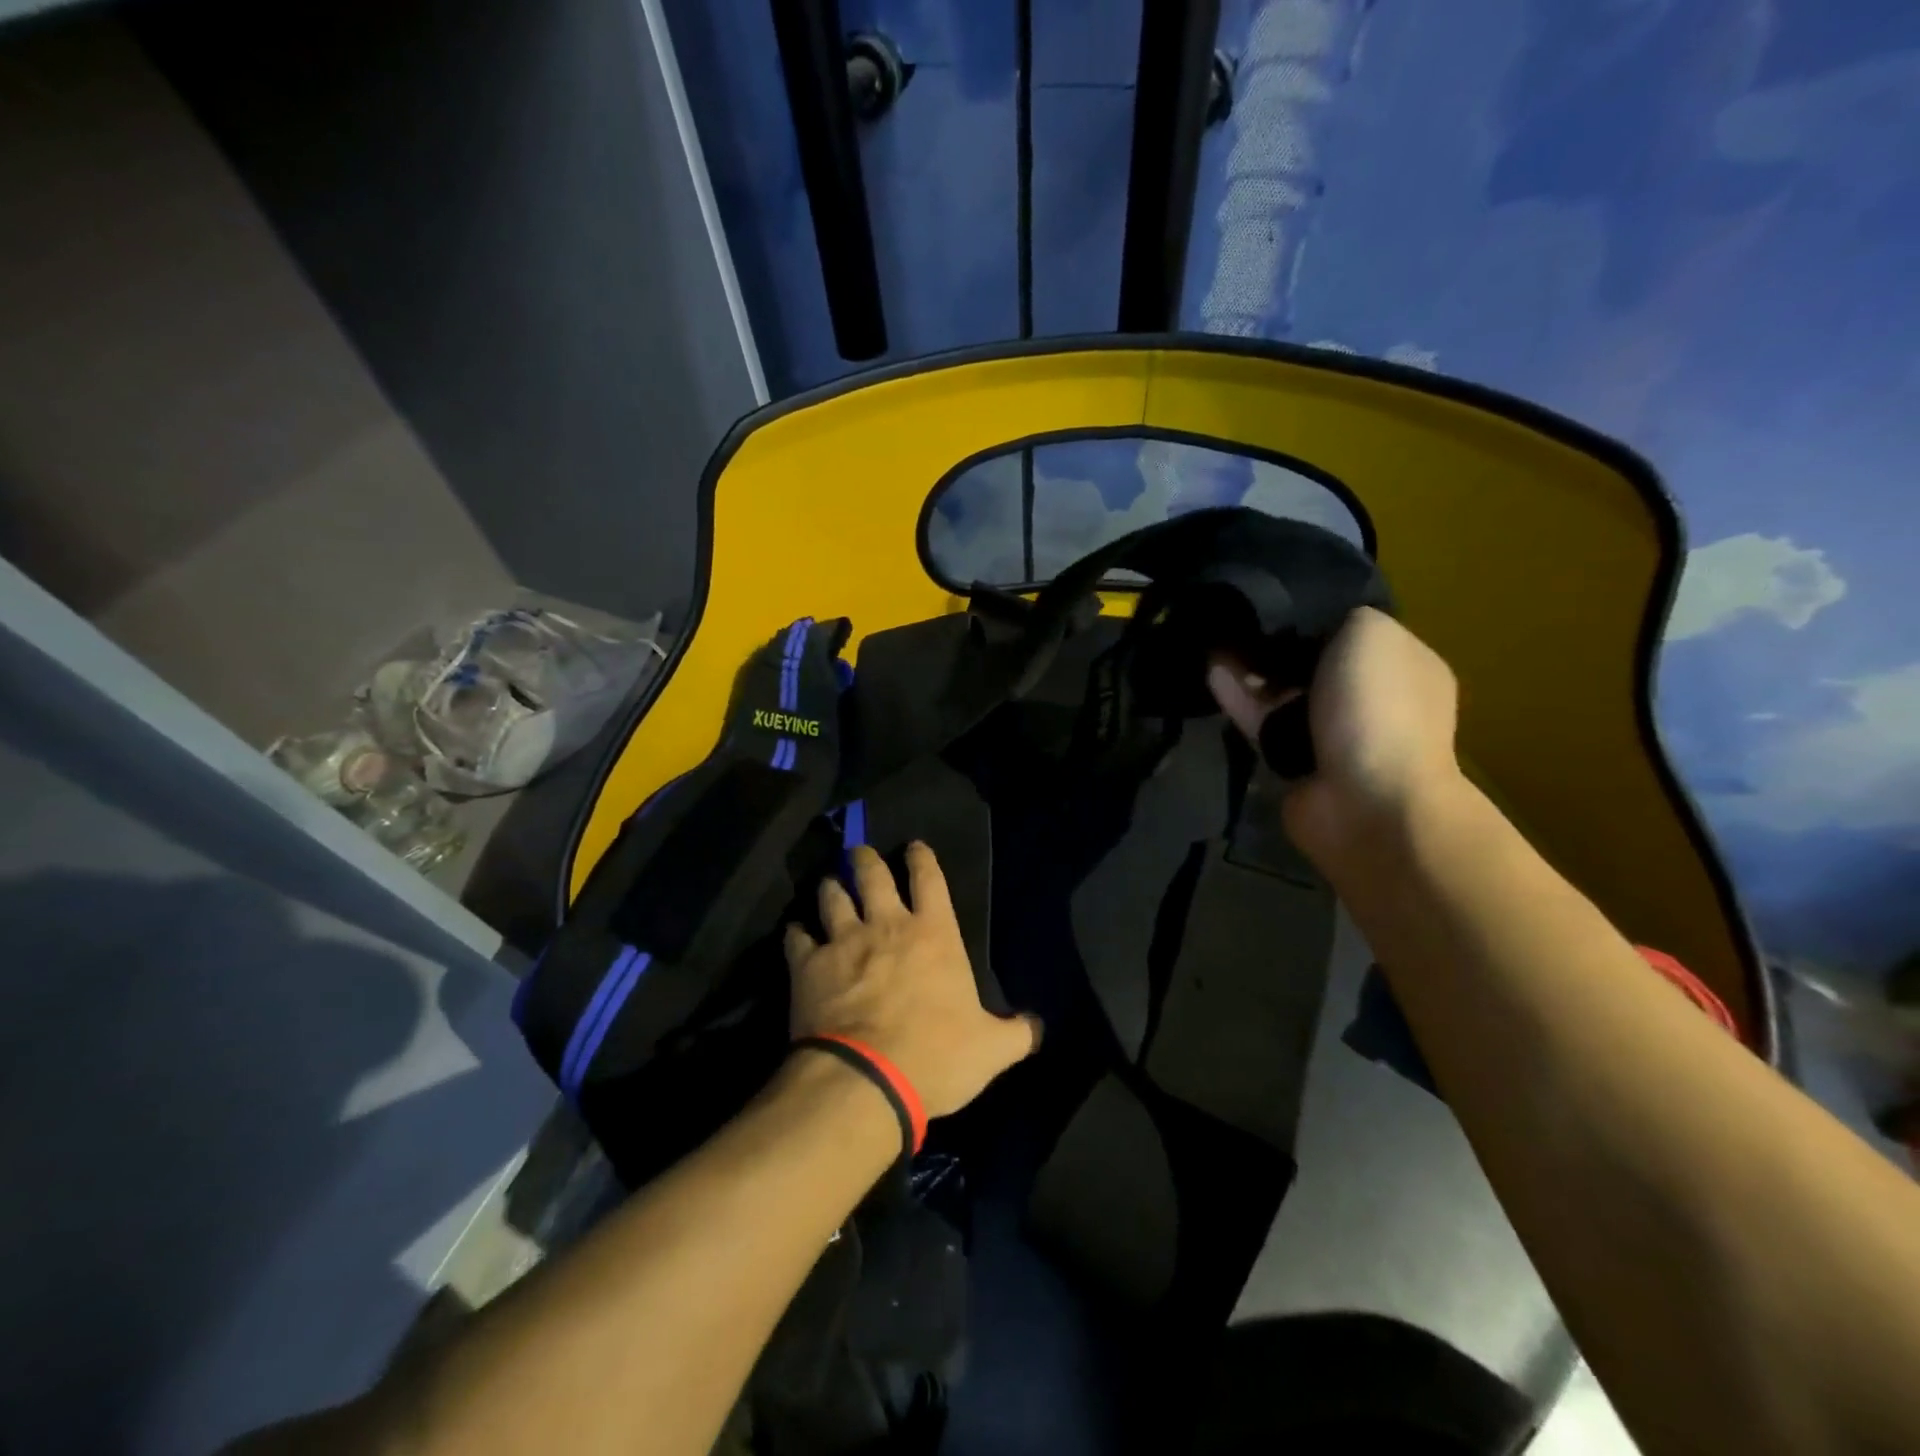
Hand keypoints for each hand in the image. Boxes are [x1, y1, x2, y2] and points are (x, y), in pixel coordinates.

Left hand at [784, 843, 1043, 1118]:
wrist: (866, 1079)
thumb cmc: (935, 1056)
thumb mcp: (991, 1050)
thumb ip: (1018, 1033)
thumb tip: (1038, 1026)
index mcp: (933, 934)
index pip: (929, 878)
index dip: (921, 857)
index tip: (913, 846)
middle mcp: (886, 925)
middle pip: (871, 874)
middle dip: (865, 859)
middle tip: (860, 854)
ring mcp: (843, 941)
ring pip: (831, 896)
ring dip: (831, 888)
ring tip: (829, 885)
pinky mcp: (808, 966)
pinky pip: (796, 937)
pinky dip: (796, 933)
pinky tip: (796, 934)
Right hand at [1205, 607, 1464, 860]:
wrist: (1366, 801)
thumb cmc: (1376, 707)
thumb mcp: (1370, 632)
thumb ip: (1342, 616)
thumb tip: (1309, 622)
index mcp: (1403, 665)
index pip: (1355, 630)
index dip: (1317, 614)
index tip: (1277, 600)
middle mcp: (1372, 699)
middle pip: (1315, 662)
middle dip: (1278, 646)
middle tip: (1238, 623)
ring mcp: (1333, 734)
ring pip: (1284, 693)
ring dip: (1252, 672)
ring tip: (1214, 644)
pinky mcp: (1294, 761)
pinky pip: (1262, 721)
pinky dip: (1239, 699)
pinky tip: (1212, 674)